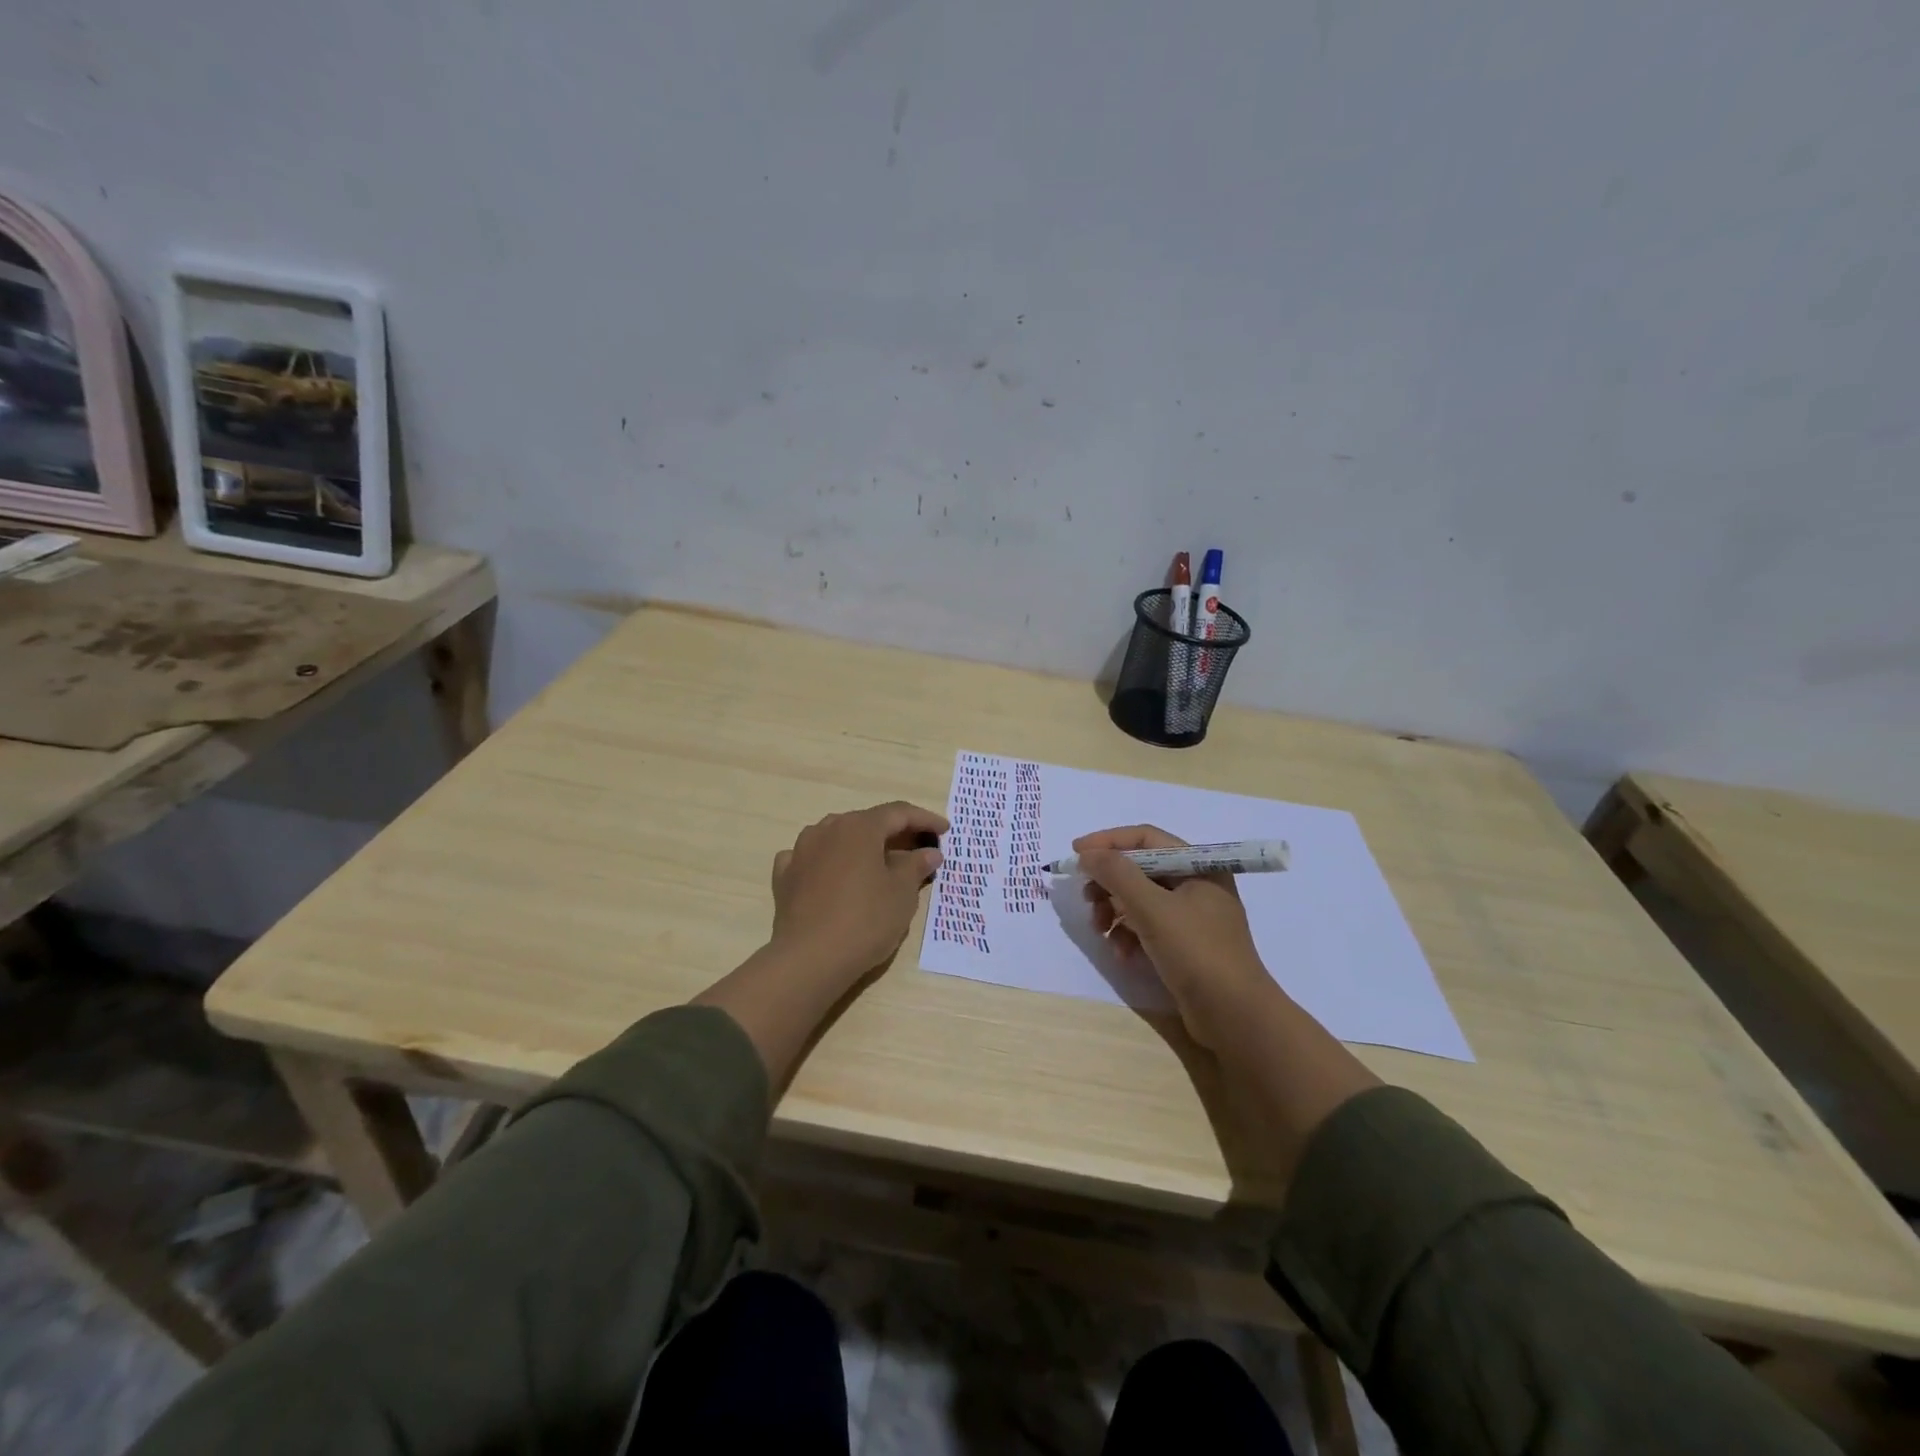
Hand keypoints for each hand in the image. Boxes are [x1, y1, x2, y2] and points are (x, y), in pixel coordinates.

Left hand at [767, 801, 947, 984]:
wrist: (810, 958)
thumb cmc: (866, 921)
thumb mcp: (902, 894)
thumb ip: (916, 866)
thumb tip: (929, 852)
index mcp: (860, 827)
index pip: (898, 813)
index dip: (925, 819)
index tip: (945, 830)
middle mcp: (828, 829)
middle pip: (867, 823)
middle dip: (894, 833)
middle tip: (917, 849)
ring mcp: (801, 851)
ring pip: (837, 837)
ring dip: (860, 846)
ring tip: (877, 863)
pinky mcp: (785, 876)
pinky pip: (811, 858)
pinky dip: (828, 862)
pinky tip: (833, 875)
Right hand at [1076, 825, 1278, 1048]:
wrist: (1235, 1016)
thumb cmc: (1197, 952)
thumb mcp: (1152, 908)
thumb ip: (1117, 874)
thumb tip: (1087, 854)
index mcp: (1198, 865)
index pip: (1146, 838)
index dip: (1108, 841)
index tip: (1076, 853)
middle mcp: (1197, 884)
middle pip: (1140, 869)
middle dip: (1109, 882)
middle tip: (1087, 898)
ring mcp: (1192, 916)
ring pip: (1140, 899)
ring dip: (1114, 910)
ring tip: (1099, 929)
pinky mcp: (1185, 944)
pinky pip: (1148, 926)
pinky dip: (1129, 934)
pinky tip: (1121, 952)